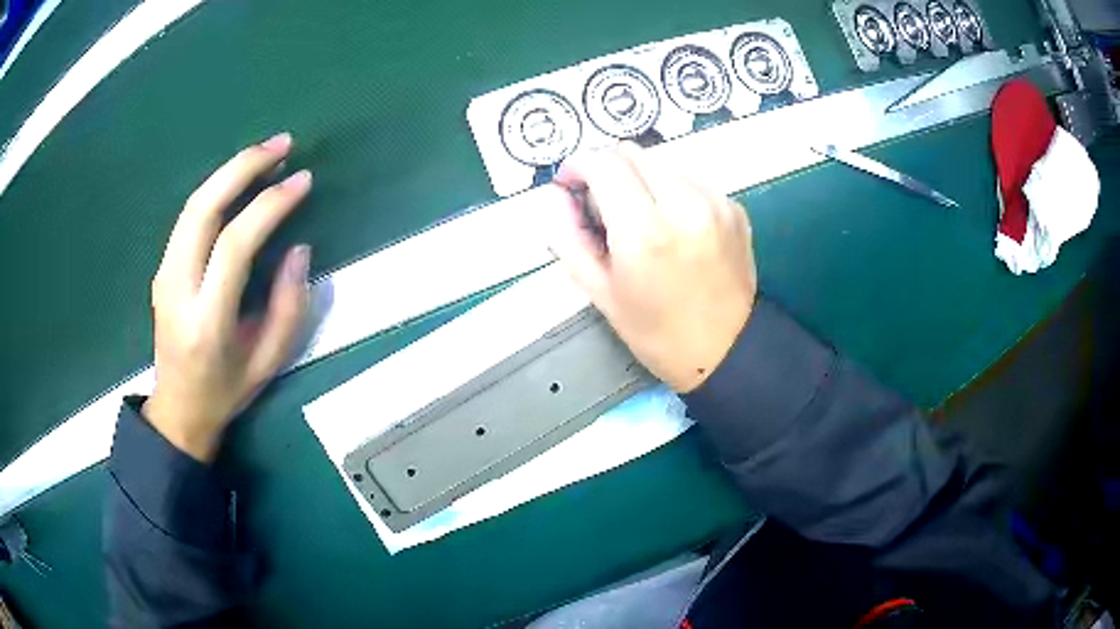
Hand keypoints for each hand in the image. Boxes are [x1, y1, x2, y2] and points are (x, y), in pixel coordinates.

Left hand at [144, 133, 311, 461]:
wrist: (178, 409)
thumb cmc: (226, 391)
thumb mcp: (269, 363)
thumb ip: (288, 306)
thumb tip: (298, 248)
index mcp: (207, 320)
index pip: (234, 245)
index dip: (270, 206)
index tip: (303, 181)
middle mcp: (178, 289)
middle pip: (203, 209)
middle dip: (243, 167)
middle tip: (283, 144)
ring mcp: (164, 275)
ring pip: (192, 205)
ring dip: (229, 171)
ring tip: (266, 152)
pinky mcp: (162, 267)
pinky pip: (189, 216)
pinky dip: (217, 189)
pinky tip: (240, 181)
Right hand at [543, 143, 756, 392]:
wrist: (727, 351)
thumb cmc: (656, 331)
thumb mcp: (601, 293)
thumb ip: (568, 238)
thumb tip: (554, 197)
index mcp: (645, 231)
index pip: (603, 163)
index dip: (578, 166)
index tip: (571, 185)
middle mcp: (685, 204)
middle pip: (632, 153)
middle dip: (609, 170)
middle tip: (604, 204)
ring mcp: (716, 202)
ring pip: (662, 162)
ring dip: (641, 179)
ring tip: (641, 218)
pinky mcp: (734, 207)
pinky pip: (692, 180)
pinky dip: (673, 192)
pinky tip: (675, 226)